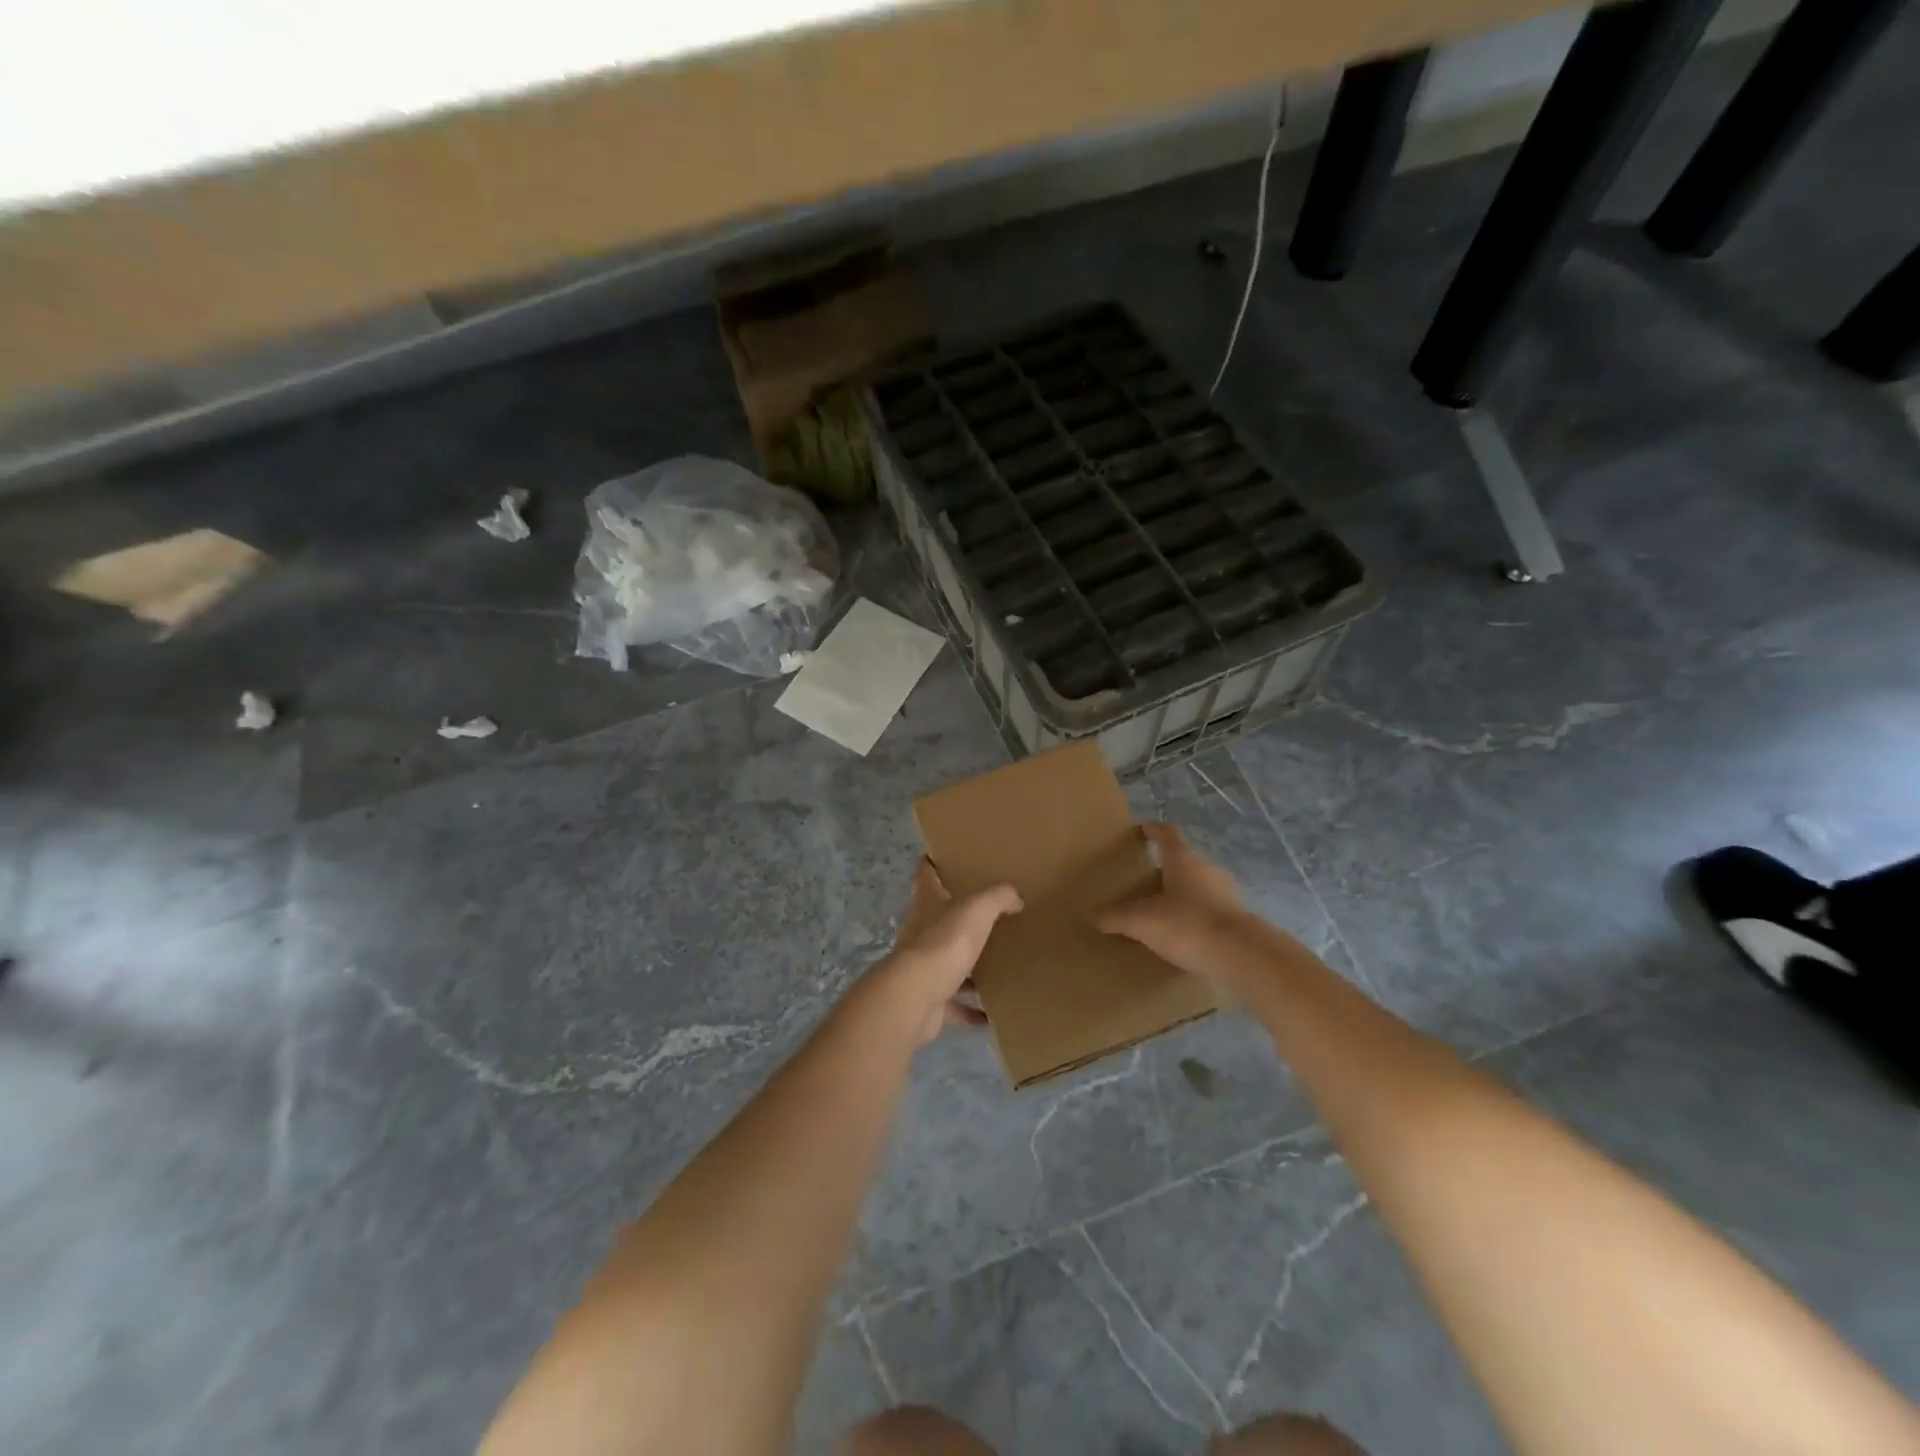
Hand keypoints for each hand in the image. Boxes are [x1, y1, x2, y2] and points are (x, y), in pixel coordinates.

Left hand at [881, 860, 1022, 1045]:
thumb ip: (997, 897)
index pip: (925, 875)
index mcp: (927, 904)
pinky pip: (954, 1005)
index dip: (932, 863)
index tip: (942, 856)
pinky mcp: (929, 1001)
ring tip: (995, 966)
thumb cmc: (944, 943)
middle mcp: (920, 932)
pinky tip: (991, 1014)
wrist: (915, 997)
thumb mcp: (976, 909)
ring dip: (967, 968)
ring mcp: (923, 969)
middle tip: (989, 916)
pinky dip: (970, 1010)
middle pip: (938, 919)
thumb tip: (1015, 897)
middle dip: (958, 918)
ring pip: (947, 964)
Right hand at [1097, 822, 1257, 979]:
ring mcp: (1227, 893)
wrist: (1242, 956)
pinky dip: (1198, 915)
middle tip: (1147, 878)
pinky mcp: (1238, 918)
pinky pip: (1211, 909)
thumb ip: (1116, 917)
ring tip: (1165, 909)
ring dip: (1184, 893)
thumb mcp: (1142, 922)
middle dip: (1167, 867)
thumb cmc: (1188, 925)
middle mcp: (1207, 869)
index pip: (1167, 834)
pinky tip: (1186, 933)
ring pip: (1200, 885)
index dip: (1154, 830)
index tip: (1143, 830)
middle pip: (1185, 860)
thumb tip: (1093, 915)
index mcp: (1183, 860)